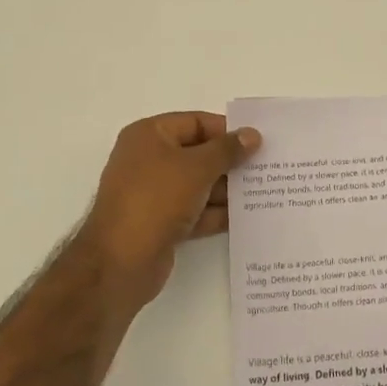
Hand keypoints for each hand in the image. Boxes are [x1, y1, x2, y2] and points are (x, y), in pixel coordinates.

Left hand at [77, 112, 261, 313]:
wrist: (120, 263)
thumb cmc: (156, 200)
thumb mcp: (196, 168)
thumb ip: (227, 150)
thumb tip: (252, 135)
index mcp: (149, 135)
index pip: (195, 122)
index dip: (226, 130)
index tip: (258, 141)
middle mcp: (149, 160)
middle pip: (198, 154)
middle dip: (230, 161)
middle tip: (266, 167)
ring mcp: (154, 194)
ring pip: (198, 184)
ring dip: (227, 189)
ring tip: (264, 191)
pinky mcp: (161, 223)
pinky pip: (195, 210)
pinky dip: (216, 213)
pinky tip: (245, 216)